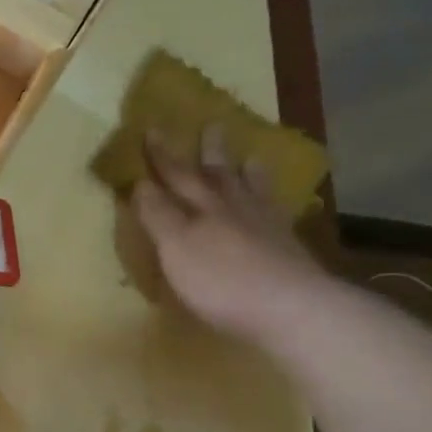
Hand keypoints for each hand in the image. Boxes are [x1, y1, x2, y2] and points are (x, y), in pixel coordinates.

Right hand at [130, 124, 329, 347]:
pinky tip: (275, 207)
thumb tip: (141, 182)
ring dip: (247, 174)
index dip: (162, 156)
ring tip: (251, 159)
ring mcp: (265, 227)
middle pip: (218, 175)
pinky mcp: (288, 249)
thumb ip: (158, 215)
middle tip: (213, 124)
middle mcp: (233, 209)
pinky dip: (272, 204)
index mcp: (201, 209)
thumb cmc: (221, 281)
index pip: (176, 176)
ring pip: (252, 191)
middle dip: (209, 153)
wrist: (291, 307)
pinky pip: (277, 215)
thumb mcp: (175, 248)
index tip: (152, 129)